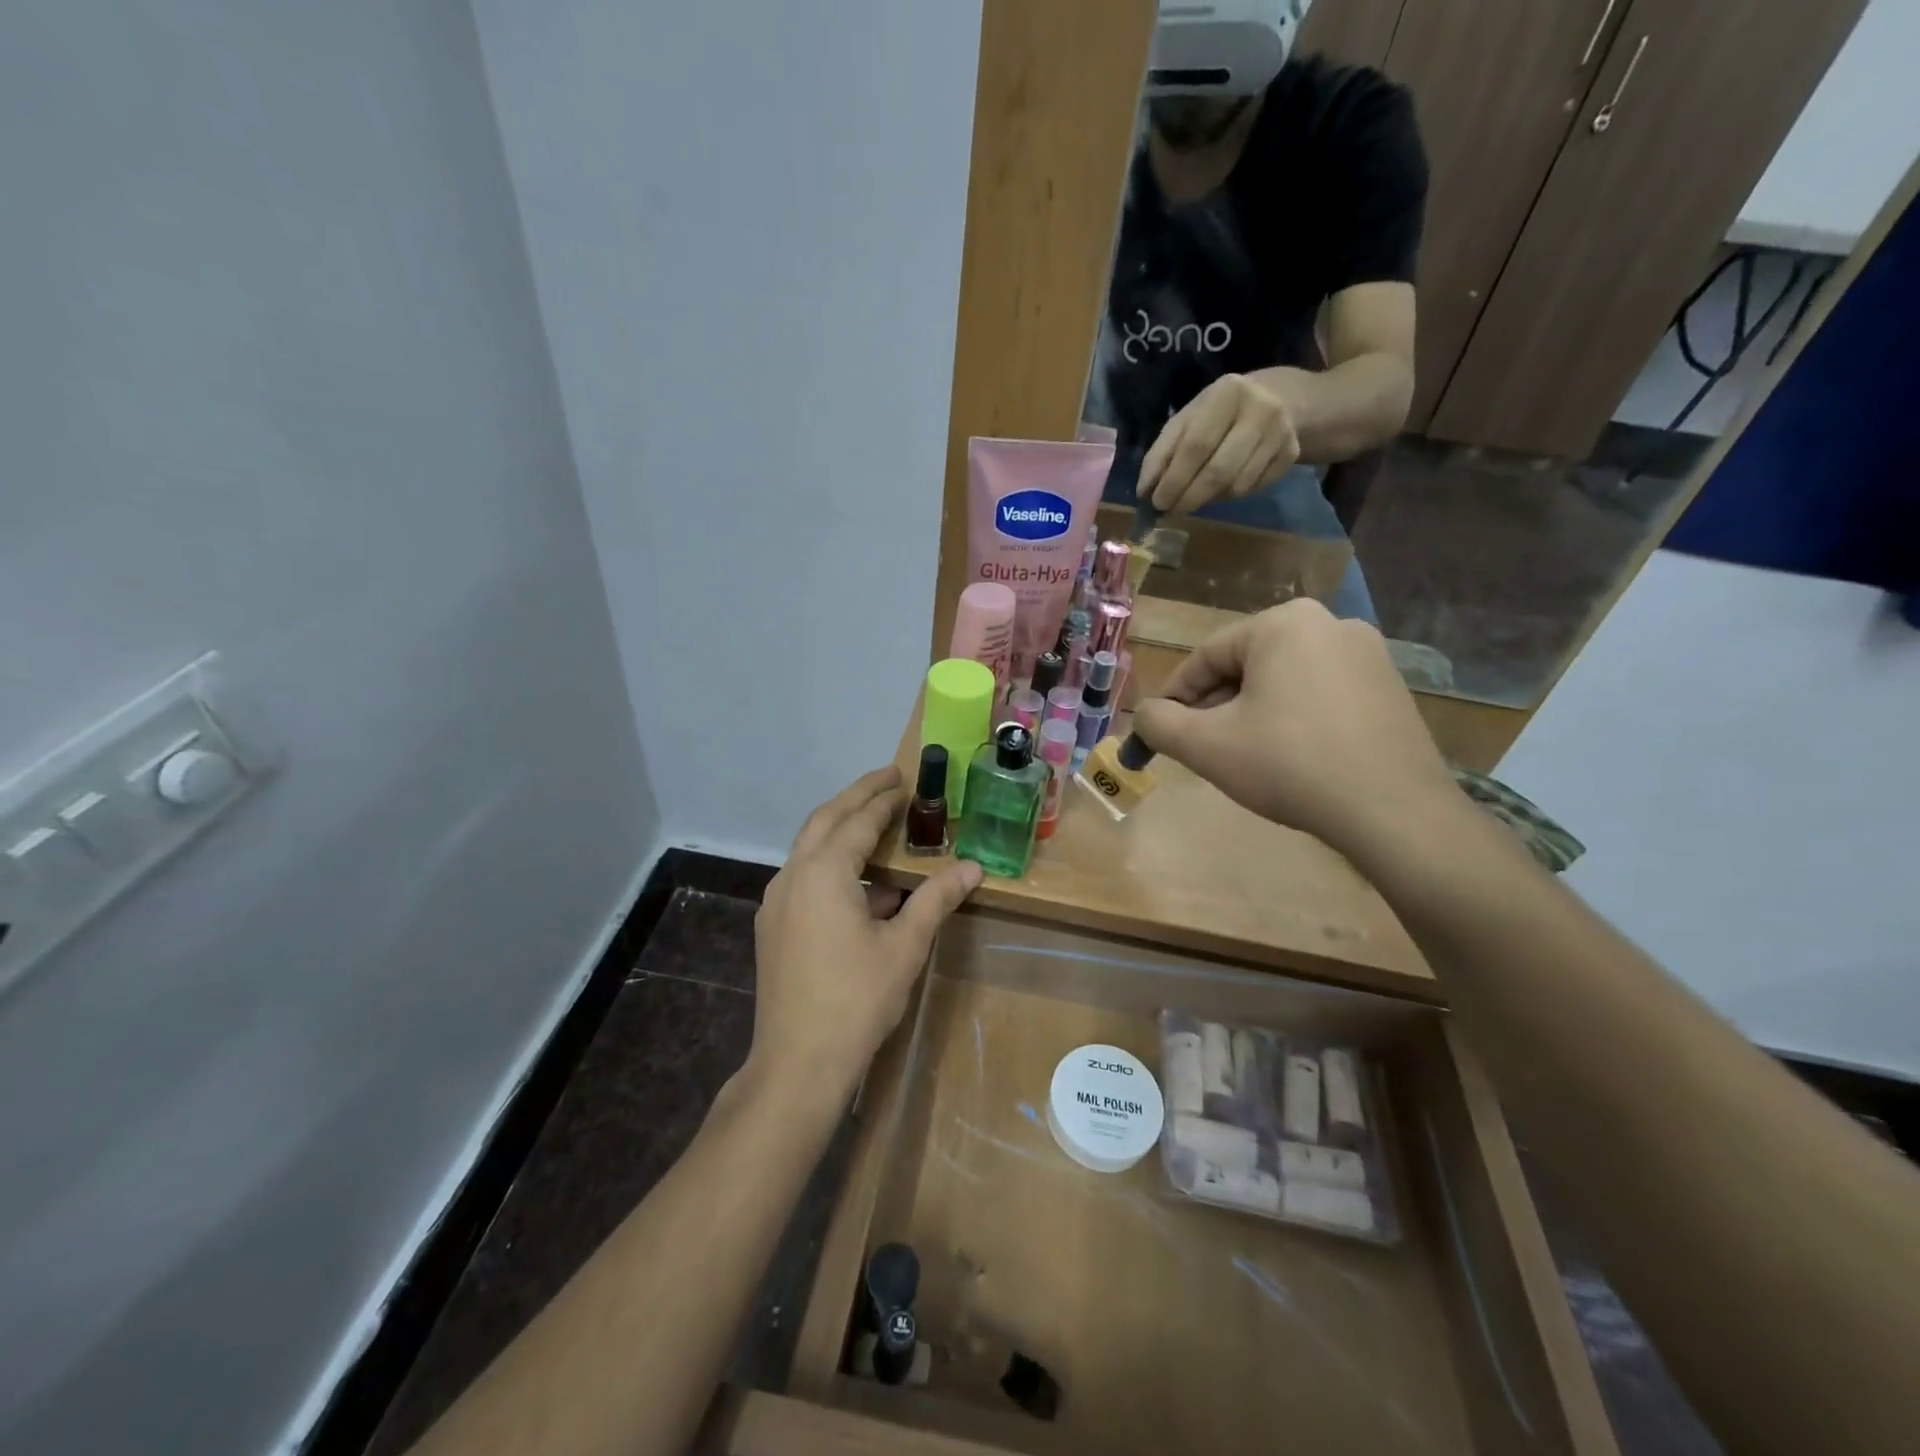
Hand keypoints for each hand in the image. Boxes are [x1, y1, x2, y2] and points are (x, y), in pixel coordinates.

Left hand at [749, 768, 981, 1105]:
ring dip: (842, 830)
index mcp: (823, 871)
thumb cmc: (857, 999)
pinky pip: (804, 876)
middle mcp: (793, 876)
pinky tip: (861, 885)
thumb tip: (973, 868)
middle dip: (857, 797)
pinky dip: (832, 863)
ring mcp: (777, 902)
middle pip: (825, 820)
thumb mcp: (905, 945)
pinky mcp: (774, 926)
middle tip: (888, 781)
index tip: (905, 780)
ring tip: (877, 825)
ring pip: (810, 848)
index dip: (884, 799)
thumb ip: (936, 899)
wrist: (798, 1063)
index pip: (858, 820)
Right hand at [1132, 600, 1456, 855]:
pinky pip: (1318, 695)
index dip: (1174, 699)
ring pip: (1281, 682)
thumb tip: (1144, 715)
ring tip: (1241, 759)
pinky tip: (1288, 759)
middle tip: (1198, 750)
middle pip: (1245, 667)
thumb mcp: (1207, 745)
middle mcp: (1329, 623)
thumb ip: (1159, 723)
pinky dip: (1291, 720)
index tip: (1157, 735)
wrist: (1393, 812)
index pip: (1205, 658)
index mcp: (1283, 623)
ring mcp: (1368, 654)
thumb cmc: (1289, 765)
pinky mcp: (1389, 687)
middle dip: (1214, 709)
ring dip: (1250, 716)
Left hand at [1139, 372, 1300, 513]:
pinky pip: (1253, 489)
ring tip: (1192, 498)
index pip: (1195, 445)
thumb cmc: (1217, 413)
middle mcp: (1260, 410)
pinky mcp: (1291, 454)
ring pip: (1236, 485)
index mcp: (1227, 394)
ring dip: (1208, 500)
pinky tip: (1220, 489)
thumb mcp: (1186, 421)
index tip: (1157, 502)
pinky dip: (1229, 497)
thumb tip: (1144, 492)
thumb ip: (1162, 453)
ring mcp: (1281, 433)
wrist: (1276, 398)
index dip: (1174, 479)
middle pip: (1218, 470)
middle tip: (1171, 510)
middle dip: (1189, 497)